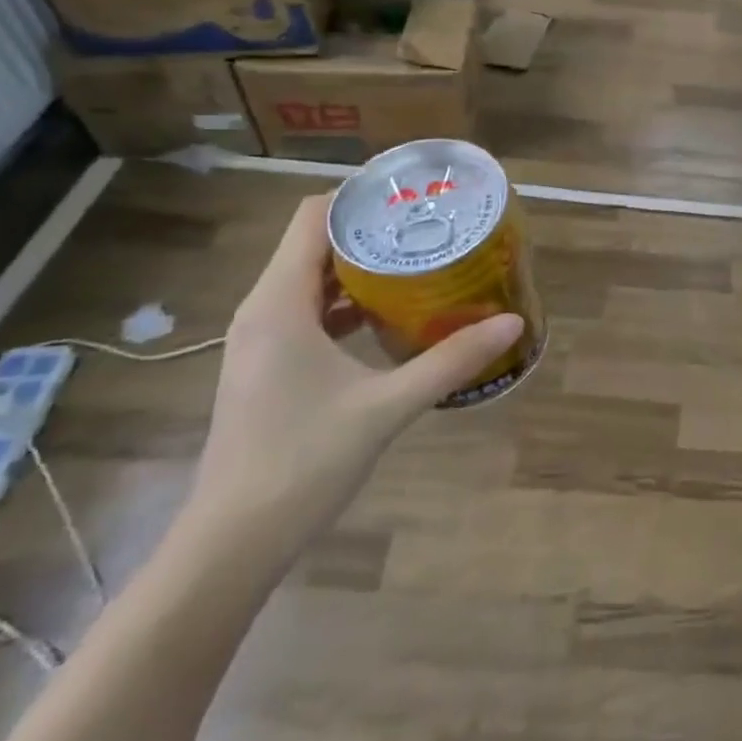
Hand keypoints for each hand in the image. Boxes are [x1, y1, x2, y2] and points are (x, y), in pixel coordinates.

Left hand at [183, 194, 521, 565]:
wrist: (230, 545)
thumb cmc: (301, 462)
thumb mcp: (386, 406)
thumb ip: (450, 361)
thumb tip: (512, 323)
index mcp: (279, 304)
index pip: (313, 217)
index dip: (360, 197)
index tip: (413, 195)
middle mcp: (262, 311)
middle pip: (316, 244)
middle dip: (372, 231)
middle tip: (431, 227)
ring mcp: (261, 341)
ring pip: (313, 280)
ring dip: (363, 269)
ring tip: (421, 264)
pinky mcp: (267, 367)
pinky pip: (309, 313)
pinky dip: (348, 303)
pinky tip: (391, 319)